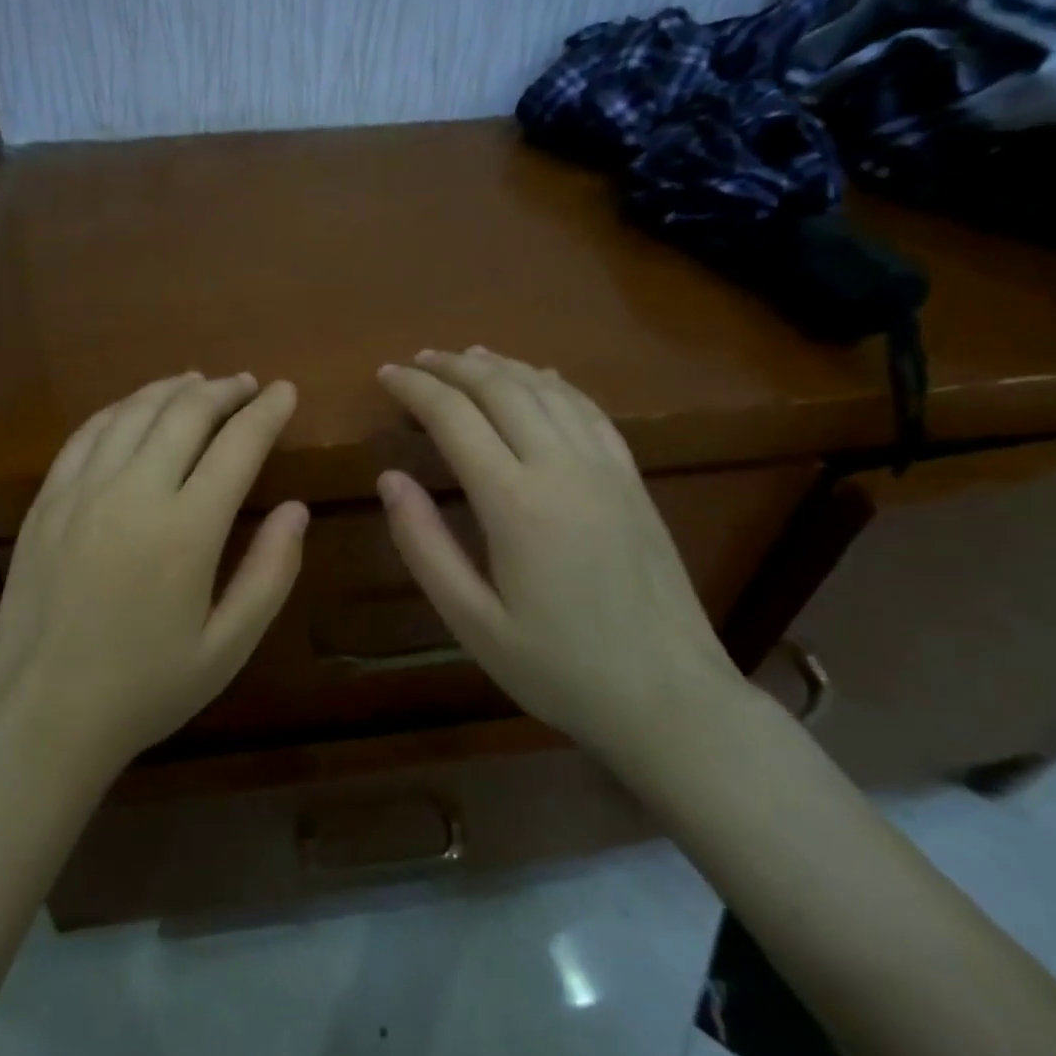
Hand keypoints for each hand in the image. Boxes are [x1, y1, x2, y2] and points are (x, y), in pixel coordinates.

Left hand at [0, 373, 306, 779]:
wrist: (40, 717)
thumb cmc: (144, 690)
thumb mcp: (227, 648)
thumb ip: (270, 573)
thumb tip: (296, 509)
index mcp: (186, 531)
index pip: (238, 445)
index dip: (267, 411)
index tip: (285, 391)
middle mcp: (133, 493)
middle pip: (185, 414)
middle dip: (224, 390)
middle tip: (247, 384)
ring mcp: (81, 492)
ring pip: (133, 413)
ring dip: (172, 390)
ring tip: (198, 383)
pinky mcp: (46, 501)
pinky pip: (86, 434)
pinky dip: (119, 410)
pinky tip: (134, 408)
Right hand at [375, 347, 739, 762]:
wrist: (670, 698)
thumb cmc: (559, 668)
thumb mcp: (472, 622)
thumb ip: (424, 545)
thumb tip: (389, 479)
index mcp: (516, 502)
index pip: (454, 417)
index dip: (415, 389)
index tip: (384, 375)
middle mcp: (562, 467)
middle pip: (501, 389)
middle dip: (452, 367)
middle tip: (415, 361)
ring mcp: (605, 468)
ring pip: (546, 390)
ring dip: (500, 366)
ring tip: (465, 357)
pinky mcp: (632, 479)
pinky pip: (589, 410)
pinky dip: (553, 384)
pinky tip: (539, 378)